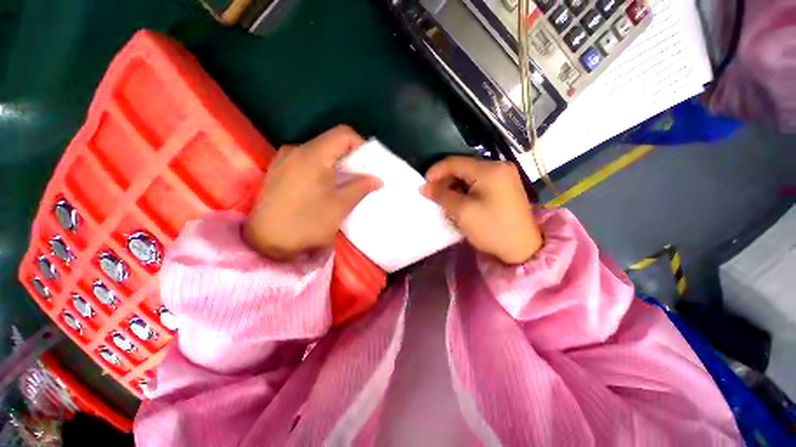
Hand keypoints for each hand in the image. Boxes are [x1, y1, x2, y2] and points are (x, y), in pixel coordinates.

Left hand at [243, 126, 381, 259]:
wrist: (265, 242)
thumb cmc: (306, 224)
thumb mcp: (340, 207)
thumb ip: (361, 188)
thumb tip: (377, 179)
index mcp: (312, 155)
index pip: (343, 134)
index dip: (361, 145)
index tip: (368, 165)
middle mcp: (295, 150)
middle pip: (330, 142)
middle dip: (350, 158)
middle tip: (360, 177)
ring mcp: (283, 159)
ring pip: (318, 151)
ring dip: (335, 164)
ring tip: (343, 184)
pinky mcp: (277, 170)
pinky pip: (305, 160)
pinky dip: (320, 168)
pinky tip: (323, 187)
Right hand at [422, 157, 542, 263]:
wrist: (522, 249)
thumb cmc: (491, 229)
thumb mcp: (462, 212)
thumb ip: (441, 195)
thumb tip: (424, 187)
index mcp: (489, 169)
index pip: (455, 162)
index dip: (436, 172)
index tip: (423, 185)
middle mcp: (499, 166)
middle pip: (463, 167)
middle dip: (445, 180)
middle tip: (433, 194)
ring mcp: (504, 176)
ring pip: (470, 175)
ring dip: (454, 185)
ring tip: (444, 199)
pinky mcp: (504, 186)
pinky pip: (479, 182)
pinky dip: (465, 189)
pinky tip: (459, 200)